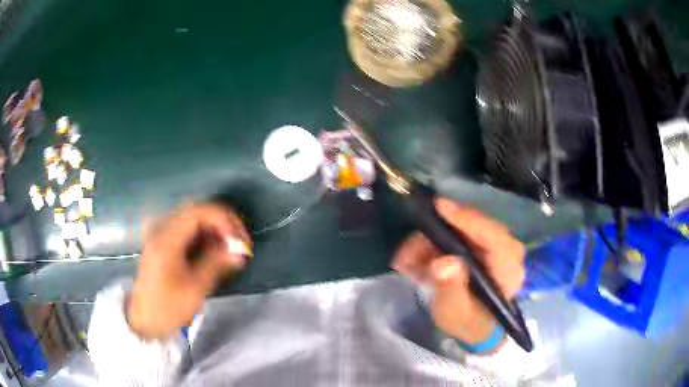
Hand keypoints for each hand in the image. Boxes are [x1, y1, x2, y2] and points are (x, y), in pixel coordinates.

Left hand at [127, 203, 250, 338]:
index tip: (241, 241)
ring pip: (194, 219)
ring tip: (232, 249)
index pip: (199, 212)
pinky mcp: (164, 243)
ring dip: (215, 229)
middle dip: (223, 223)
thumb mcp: (194, 289)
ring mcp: (162, 234)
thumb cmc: (168, 307)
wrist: (144, 319)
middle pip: (197, 211)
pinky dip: (205, 236)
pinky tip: (216, 251)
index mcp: (167, 238)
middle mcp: (163, 228)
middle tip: (240, 242)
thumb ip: (216, 264)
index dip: (224, 220)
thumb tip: (240, 251)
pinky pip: (188, 230)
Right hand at [391, 198, 524, 346]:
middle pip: (473, 227)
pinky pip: (454, 235)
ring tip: (406, 263)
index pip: (494, 236)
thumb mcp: (456, 312)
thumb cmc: (468, 322)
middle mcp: (506, 251)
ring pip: (460, 229)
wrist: (473, 326)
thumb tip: (444, 262)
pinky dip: (432, 246)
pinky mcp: (480, 245)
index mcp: (509, 269)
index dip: (467, 219)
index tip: (440, 207)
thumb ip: (451, 289)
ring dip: (429, 242)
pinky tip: (415, 262)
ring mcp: (493, 246)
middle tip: (408, 251)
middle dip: (437, 235)